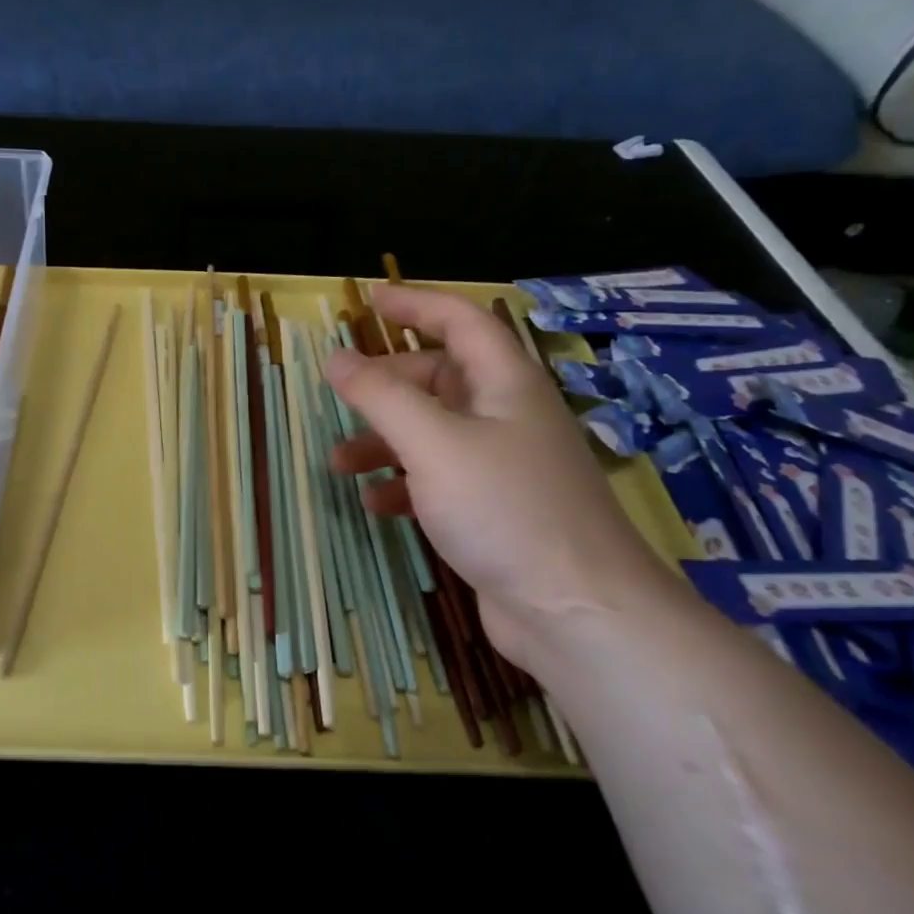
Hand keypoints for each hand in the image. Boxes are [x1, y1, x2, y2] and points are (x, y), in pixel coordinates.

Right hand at [324, 285, 684, 667]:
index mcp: (505, 384)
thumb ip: (381, 396)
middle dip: (386, 387)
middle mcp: (507, 416)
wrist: (578, 612)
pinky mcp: (495, 510)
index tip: (368, 301)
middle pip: (438, 380)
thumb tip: (336, 358)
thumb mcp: (434, 444)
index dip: (415, 304)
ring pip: (433, 433)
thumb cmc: (506, 509)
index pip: (460, 322)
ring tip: (339, 464)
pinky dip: (404, 484)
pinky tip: (377, 504)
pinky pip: (439, 479)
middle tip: (340, 399)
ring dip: (385, 441)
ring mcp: (503, 466)